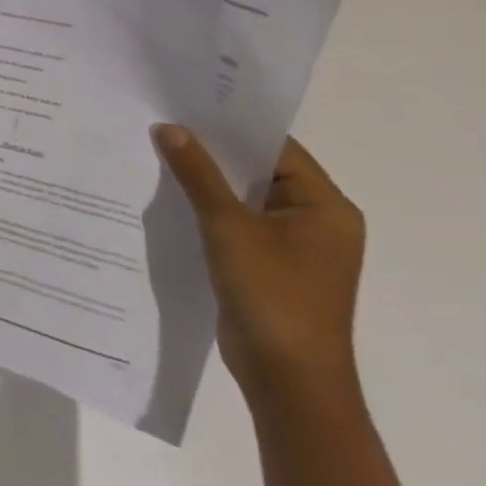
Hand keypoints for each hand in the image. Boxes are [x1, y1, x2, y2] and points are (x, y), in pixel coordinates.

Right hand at [154, 126, 364, 403]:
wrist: (289, 383)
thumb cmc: (273, 296)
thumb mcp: (229, 226)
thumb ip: (198, 174)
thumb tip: (170, 128)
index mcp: (326, 206)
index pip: (275, 147)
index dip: (231, 124)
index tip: (186, 103)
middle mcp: (316, 220)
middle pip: (259, 169)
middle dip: (213, 151)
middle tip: (164, 122)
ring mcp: (294, 246)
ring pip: (245, 197)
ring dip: (207, 180)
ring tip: (159, 151)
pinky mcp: (271, 265)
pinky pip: (238, 222)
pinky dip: (209, 208)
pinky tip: (170, 196)